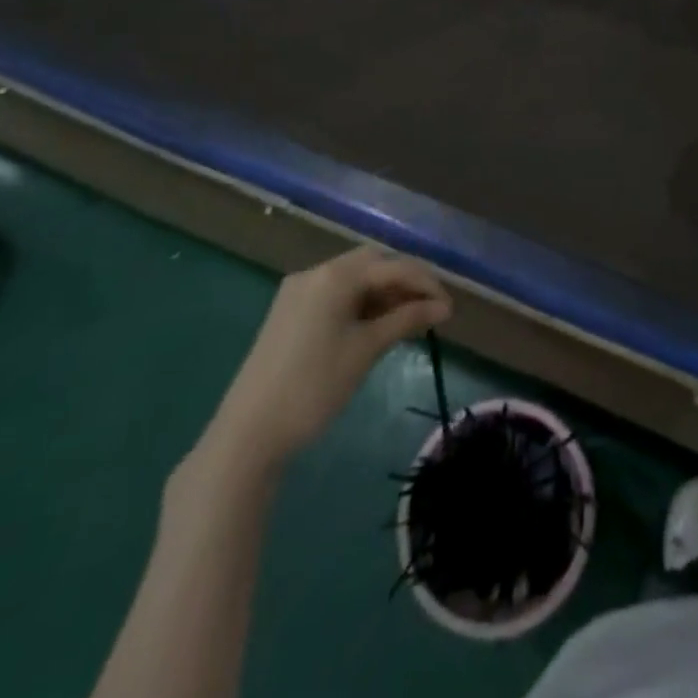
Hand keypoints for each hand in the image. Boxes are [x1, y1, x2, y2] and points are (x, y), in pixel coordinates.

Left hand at [204, 248, 450, 470]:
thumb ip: (407, 320)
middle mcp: (316, 272)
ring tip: (408, 321)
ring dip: (383, 293)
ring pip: (353, 278)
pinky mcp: (289, 312)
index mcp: (335, 275)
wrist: (248, 433)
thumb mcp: (366, 350)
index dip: (425, 283)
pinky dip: (360, 303)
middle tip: (429, 310)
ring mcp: (299, 291)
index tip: (449, 308)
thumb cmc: (314, 387)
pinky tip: (375, 325)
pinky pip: (335, 294)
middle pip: (372, 263)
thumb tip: (444, 307)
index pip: (393, 266)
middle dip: (404, 282)